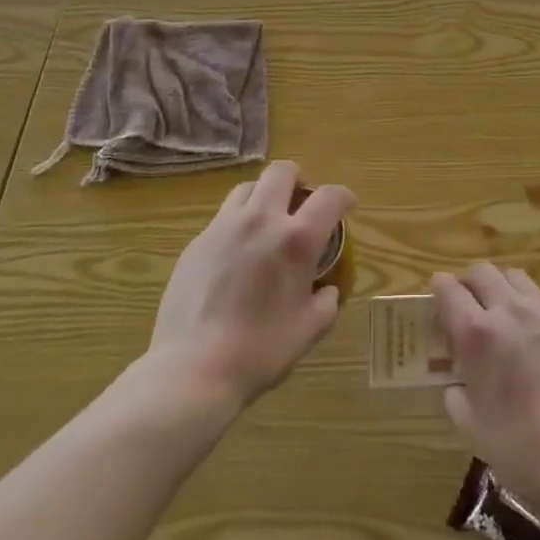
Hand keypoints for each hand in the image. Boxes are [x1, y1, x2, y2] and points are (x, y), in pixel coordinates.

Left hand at [149, 162, 349, 411]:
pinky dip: (239, 222)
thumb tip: (326, 289)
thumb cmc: (260, 351)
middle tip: (302, 203)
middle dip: (299, 180)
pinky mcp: (197, 241)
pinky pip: (223, 216)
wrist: (192, 368)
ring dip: (265, 195)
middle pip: (282, 171)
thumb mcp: (309, 330)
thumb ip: (326, 301)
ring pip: (249, 187)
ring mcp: (224, 226)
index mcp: (296, 239)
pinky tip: (238, 252)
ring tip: (268, 221)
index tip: (346, 207)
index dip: (343, 196)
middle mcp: (261, 219)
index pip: (329, 196)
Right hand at [431, 264, 539, 505]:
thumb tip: (455, 381)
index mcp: (477, 332)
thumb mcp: (472, 427)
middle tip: (462, 308)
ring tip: (496, 313)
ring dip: (497, 286)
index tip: (434, 303)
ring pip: (511, 276)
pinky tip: (525, 331)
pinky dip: (522, 301)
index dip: (437, 290)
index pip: (448, 290)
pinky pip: (537, 296)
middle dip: (466, 283)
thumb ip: (455, 395)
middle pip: (480, 272)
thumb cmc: (523, 445)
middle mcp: (507, 310)